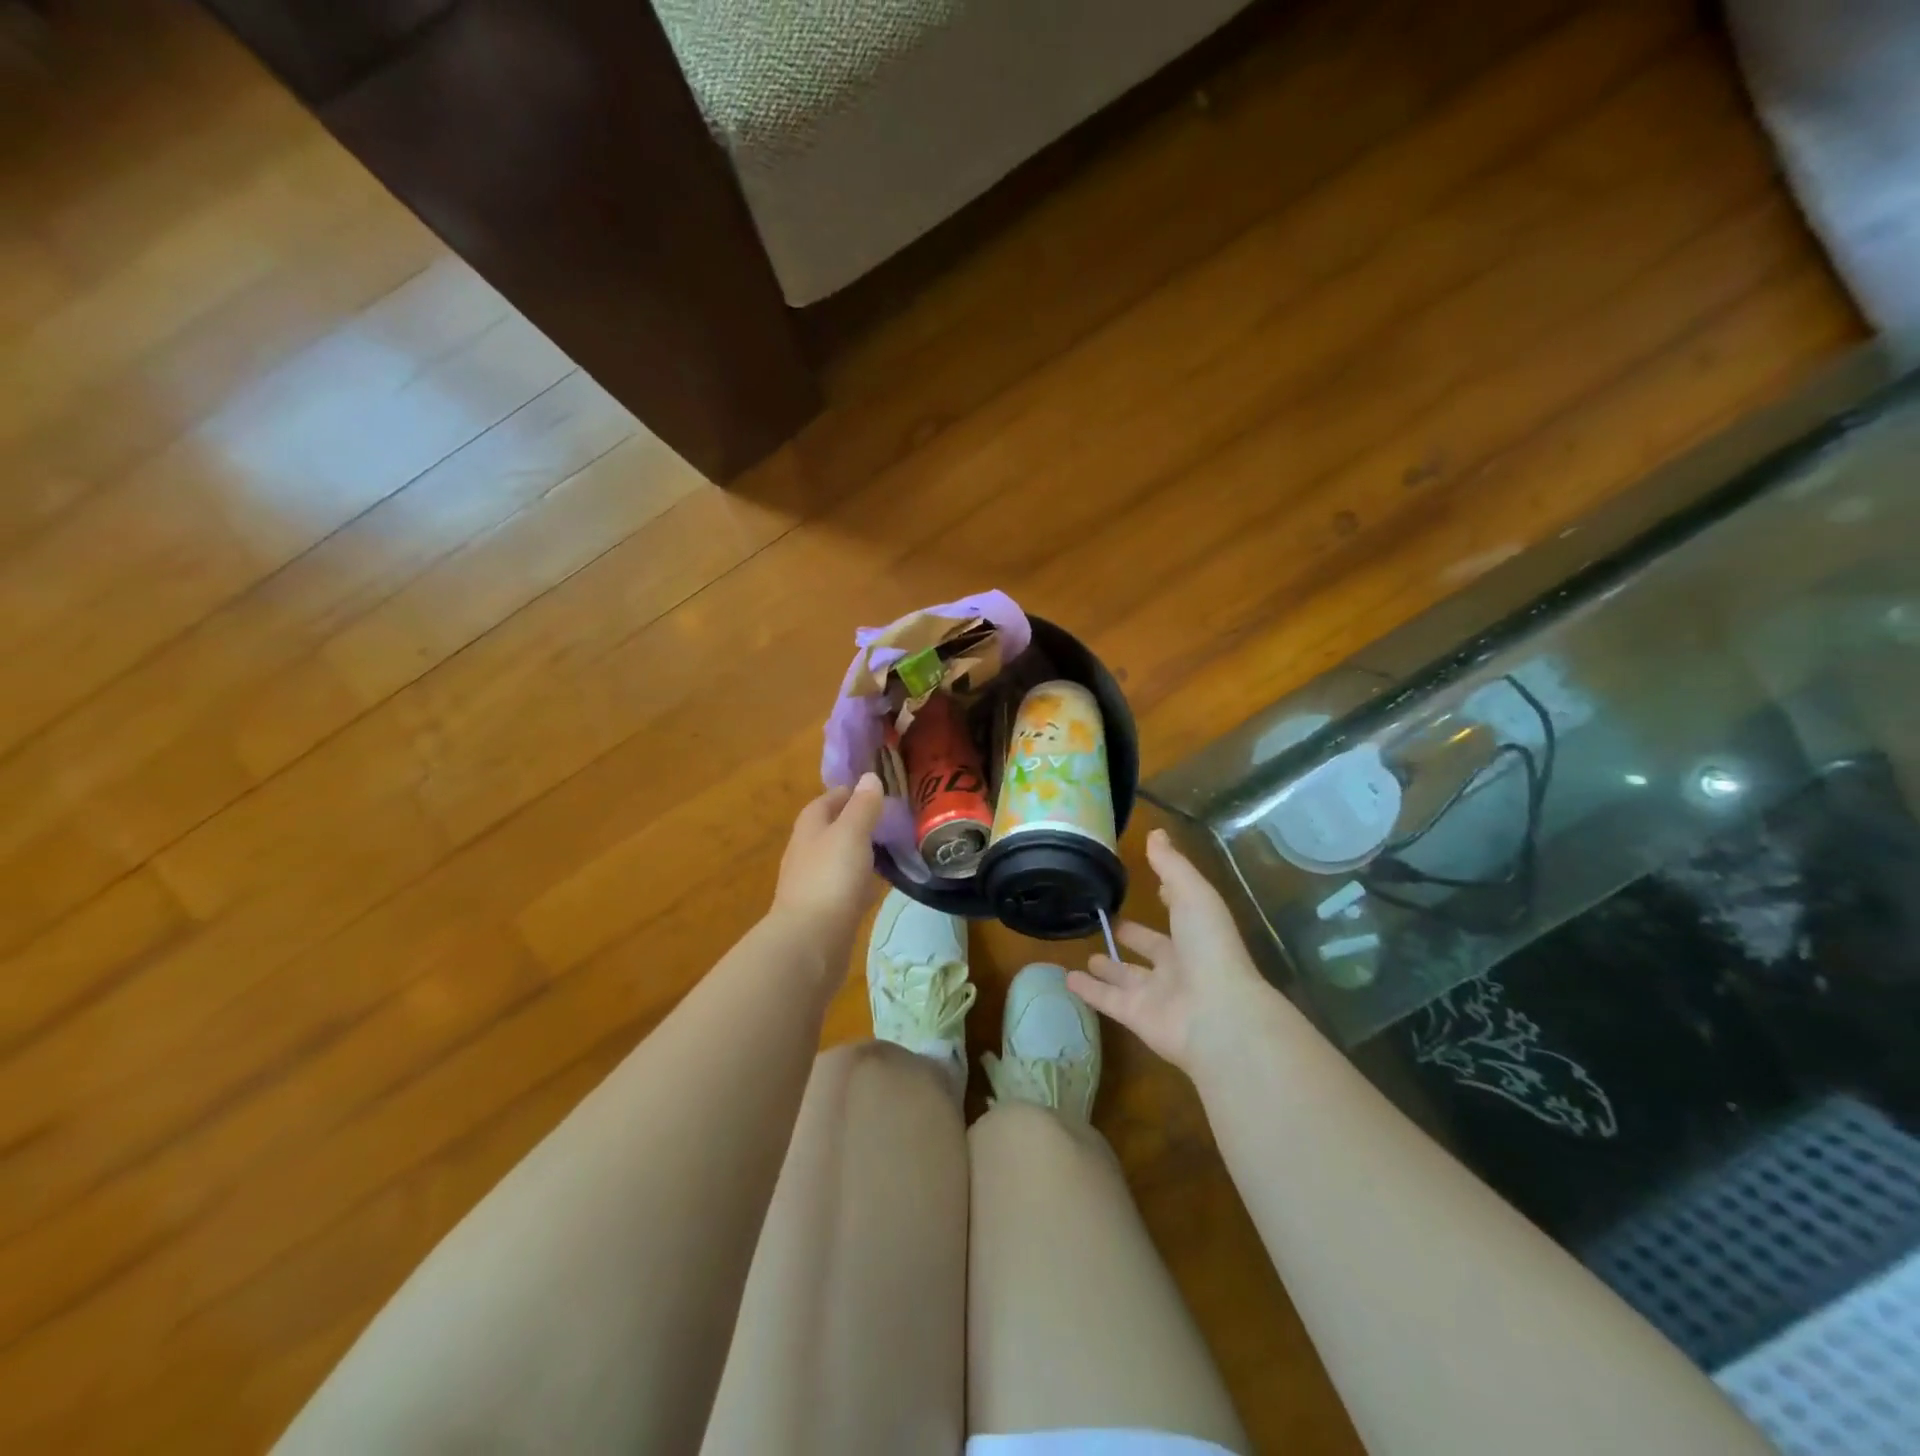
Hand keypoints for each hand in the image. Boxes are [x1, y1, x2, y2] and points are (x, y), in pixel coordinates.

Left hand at [771, 773, 887, 952]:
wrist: (810, 942)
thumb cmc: (830, 879)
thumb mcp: (851, 834)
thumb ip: (862, 807)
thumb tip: (869, 777)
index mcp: (809, 829)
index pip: (827, 801)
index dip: (849, 793)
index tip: (876, 790)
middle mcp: (806, 853)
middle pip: (831, 830)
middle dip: (856, 823)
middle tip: (890, 820)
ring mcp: (813, 884)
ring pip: (838, 859)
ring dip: (859, 853)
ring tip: (890, 849)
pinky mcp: (823, 912)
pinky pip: (844, 888)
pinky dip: (860, 882)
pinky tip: (877, 886)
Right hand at [1069, 828, 1268, 1072]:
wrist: (1217, 1014)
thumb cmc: (1208, 947)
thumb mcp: (1193, 894)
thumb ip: (1171, 866)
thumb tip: (1155, 832)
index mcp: (1196, 935)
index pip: (1178, 913)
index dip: (1165, 899)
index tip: (1147, 886)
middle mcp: (1179, 965)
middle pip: (1152, 949)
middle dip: (1132, 936)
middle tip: (1107, 921)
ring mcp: (1157, 995)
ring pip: (1127, 978)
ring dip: (1108, 968)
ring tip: (1086, 954)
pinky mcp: (1136, 1017)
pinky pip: (1107, 1001)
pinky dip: (1088, 991)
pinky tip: (1066, 979)